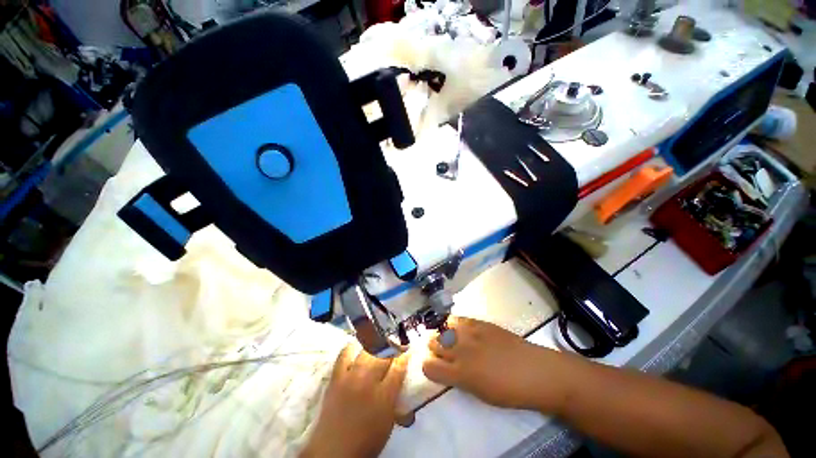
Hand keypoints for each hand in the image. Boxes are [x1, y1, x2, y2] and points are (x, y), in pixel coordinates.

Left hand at [301, 344, 407, 457]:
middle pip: (384, 354)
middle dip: (393, 346)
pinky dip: (353, 347)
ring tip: (380, 343)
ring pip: (367, 350)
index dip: (405, 355)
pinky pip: (345, 353)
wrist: (334, 450)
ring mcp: (351, 376)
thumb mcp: (389, 421)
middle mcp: (368, 381)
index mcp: (385, 396)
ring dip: (376, 345)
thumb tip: (400, 377)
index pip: (399, 367)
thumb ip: (396, 396)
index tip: (408, 348)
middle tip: (396, 343)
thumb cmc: (367, 440)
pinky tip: (358, 348)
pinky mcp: (336, 377)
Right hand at [422, 316, 567, 412]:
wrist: (536, 371)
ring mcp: (470, 333)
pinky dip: (454, 324)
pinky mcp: (480, 322)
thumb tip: (447, 368)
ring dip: (442, 335)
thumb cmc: (510, 391)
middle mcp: (461, 350)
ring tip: (449, 339)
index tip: (434, 368)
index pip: (429, 367)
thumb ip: (459, 379)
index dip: (428, 367)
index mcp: (460, 374)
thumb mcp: (480, 394)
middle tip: (441, 353)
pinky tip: (460, 329)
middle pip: (432, 343)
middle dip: (433, 348)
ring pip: (442, 328)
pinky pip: (457, 319)